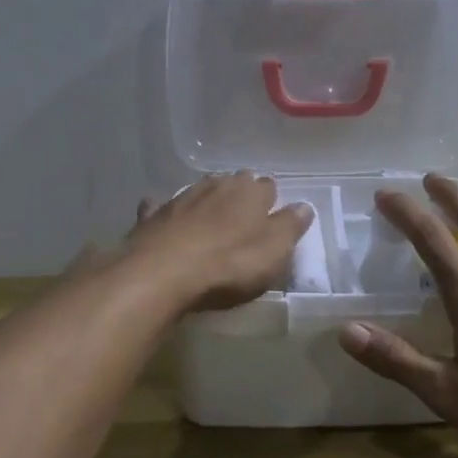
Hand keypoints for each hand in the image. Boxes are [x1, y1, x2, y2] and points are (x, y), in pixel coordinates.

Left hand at [124, 172, 312, 312]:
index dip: (271, 202)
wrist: (161, 273)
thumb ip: (290, 227)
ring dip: (208, 201)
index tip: (272, 218)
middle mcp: (217, 185)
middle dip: (240, 195)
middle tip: (243, 219)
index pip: (268, 186)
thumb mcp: (274, 253)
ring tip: (211, 220)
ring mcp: (182, 197)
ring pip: (201, 190)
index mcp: (250, 192)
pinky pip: (163, 207)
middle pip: (234, 183)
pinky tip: (167, 220)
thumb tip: (304, 206)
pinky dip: (168, 212)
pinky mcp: (153, 215)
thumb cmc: (228, 265)